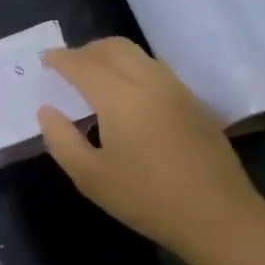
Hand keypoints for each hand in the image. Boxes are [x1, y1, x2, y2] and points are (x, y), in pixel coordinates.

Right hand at [38, 38, 262, 255]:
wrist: (220, 218)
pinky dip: (133, 70)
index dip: (59, 59)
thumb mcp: (90, 177)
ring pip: (138, 55)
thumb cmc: (147, 198)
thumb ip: (61, 139)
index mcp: (119, 95)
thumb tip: (47, 111)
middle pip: (113, 47)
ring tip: (97, 78)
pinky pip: (156, 70)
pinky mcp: (194, 103)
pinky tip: (129, 97)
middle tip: (68, 67)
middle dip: (86, 50)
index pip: (82, 64)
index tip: (44, 61)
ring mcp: (176, 90)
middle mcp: (148, 81)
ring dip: (111, 57)